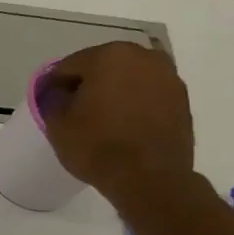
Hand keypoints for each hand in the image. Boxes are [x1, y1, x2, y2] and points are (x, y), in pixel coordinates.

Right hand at [40, 42, 194, 195]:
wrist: (150, 178)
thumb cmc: (97, 146)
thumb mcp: (57, 125)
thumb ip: (52, 100)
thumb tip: (59, 93)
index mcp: (108, 56)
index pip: (69, 66)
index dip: (56, 85)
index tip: (51, 105)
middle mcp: (143, 57)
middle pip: (103, 66)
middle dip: (88, 85)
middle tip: (76, 111)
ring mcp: (168, 76)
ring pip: (128, 78)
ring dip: (114, 92)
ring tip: (103, 120)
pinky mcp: (182, 99)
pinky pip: (148, 94)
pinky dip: (135, 103)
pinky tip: (125, 126)